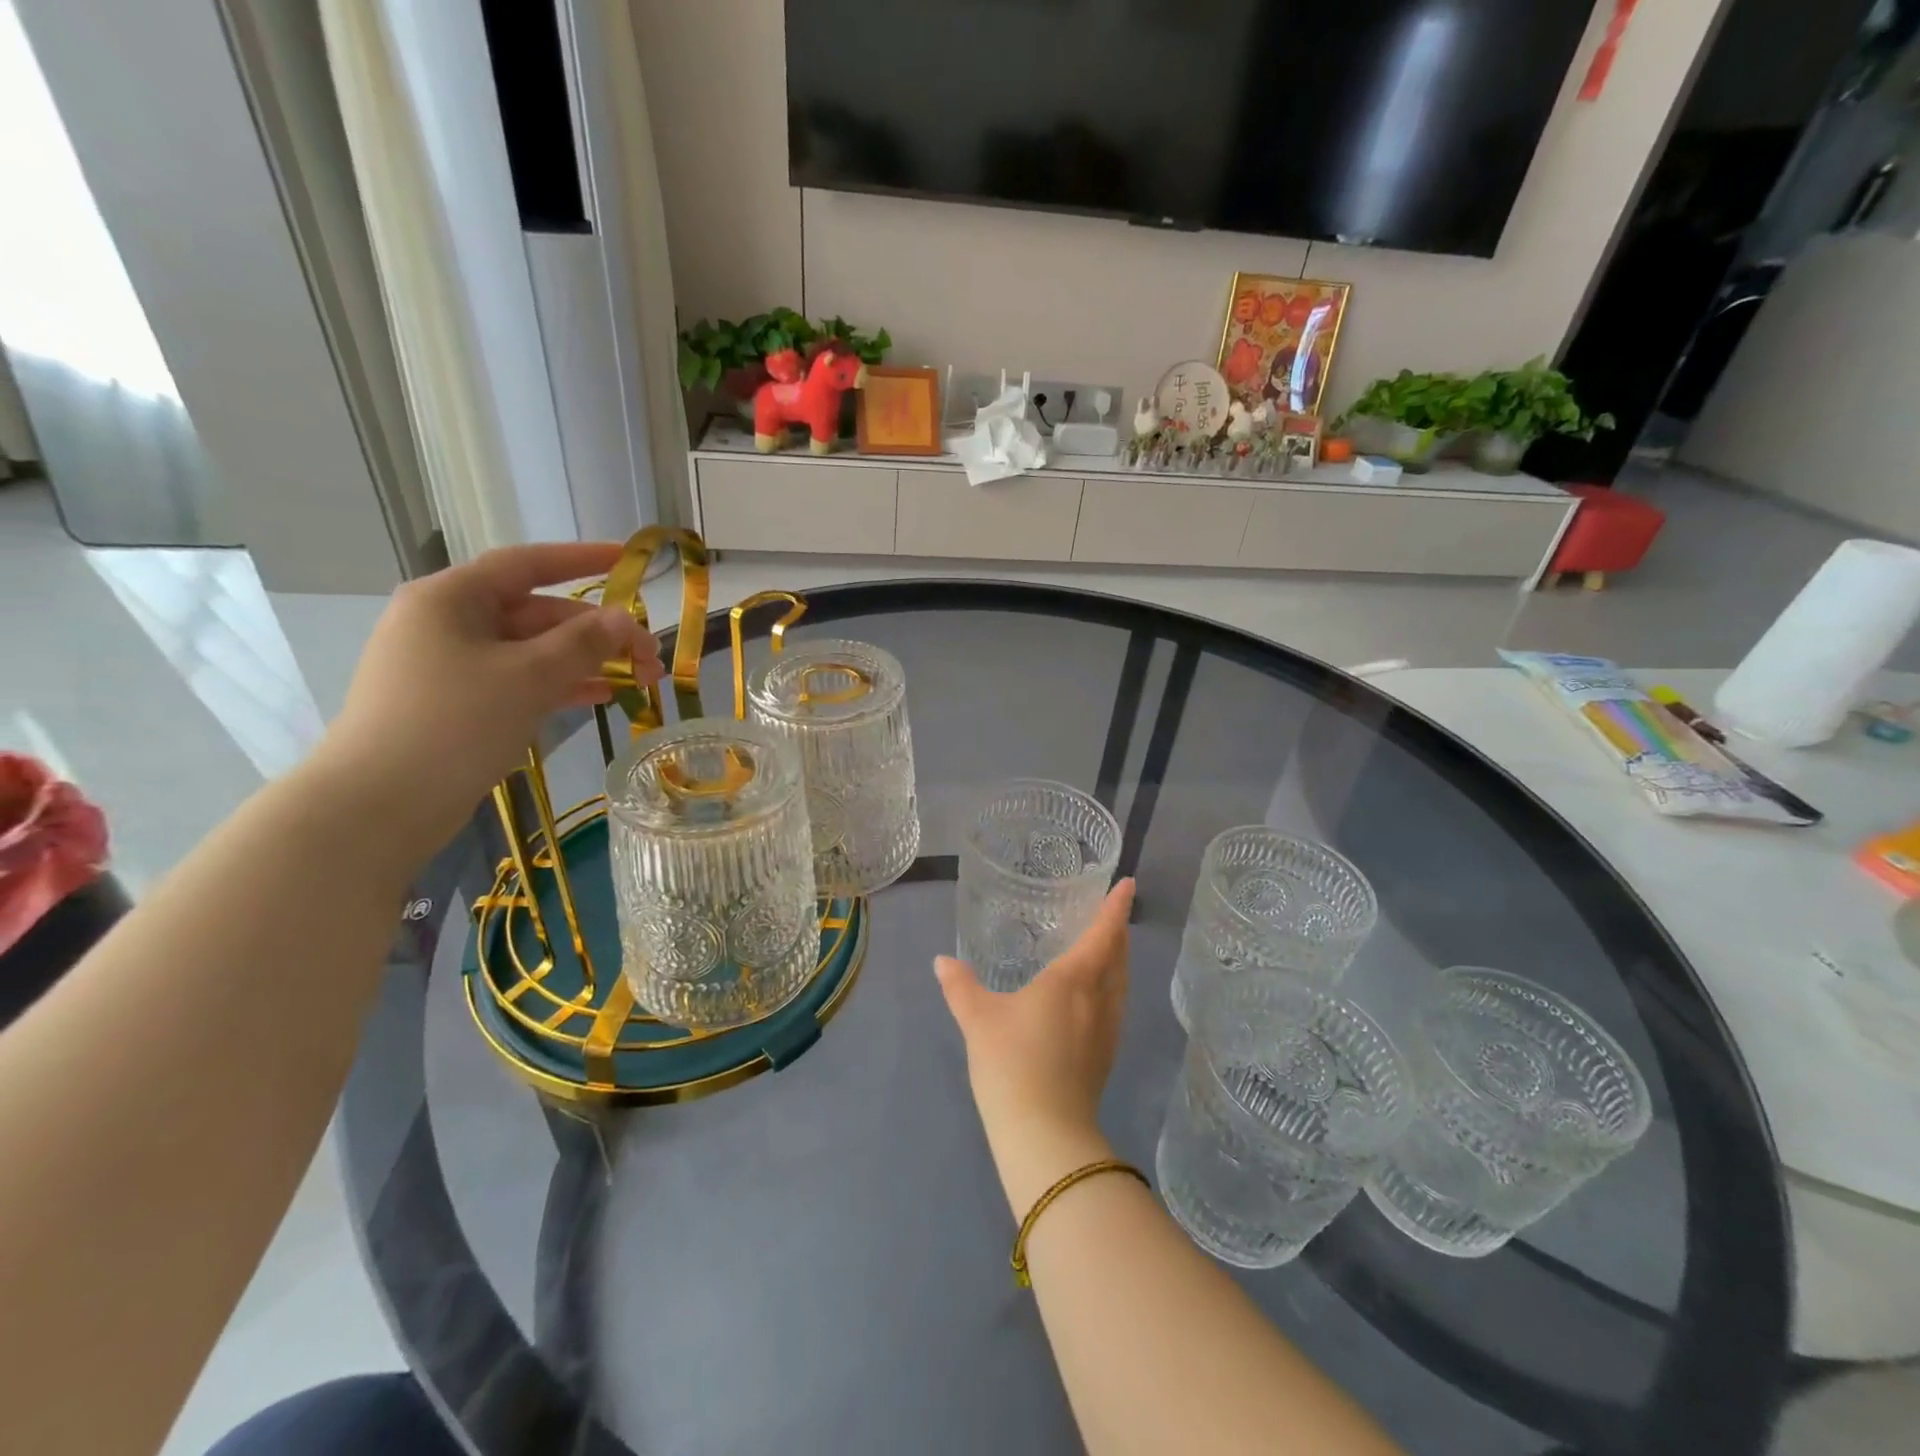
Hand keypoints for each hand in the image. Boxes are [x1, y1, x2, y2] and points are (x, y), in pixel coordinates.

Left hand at [316, 543, 661, 858]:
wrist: (379, 804)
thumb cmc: (454, 724)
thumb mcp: (529, 677)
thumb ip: (584, 643)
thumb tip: (625, 619)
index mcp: (452, 598)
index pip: (527, 564)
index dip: (582, 559)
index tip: (628, 559)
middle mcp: (448, 622)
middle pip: (537, 613)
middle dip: (597, 631)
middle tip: (649, 657)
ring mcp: (450, 665)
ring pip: (532, 650)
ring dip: (586, 661)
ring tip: (639, 680)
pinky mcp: (456, 703)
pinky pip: (519, 680)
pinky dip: (560, 685)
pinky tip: (601, 696)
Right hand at [936, 880, 1135, 1209]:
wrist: (1045, 1134)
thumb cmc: (1012, 1063)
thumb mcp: (978, 1019)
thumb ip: (960, 986)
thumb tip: (942, 961)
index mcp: (1073, 980)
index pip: (1102, 933)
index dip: (1116, 907)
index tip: (1129, 884)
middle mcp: (1098, 999)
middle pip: (1118, 956)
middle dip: (1117, 931)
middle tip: (1111, 913)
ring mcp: (1107, 1030)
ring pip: (1120, 983)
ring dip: (1118, 960)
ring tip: (1106, 949)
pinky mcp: (1106, 1056)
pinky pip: (1116, 1006)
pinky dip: (1112, 987)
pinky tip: (1094, 998)